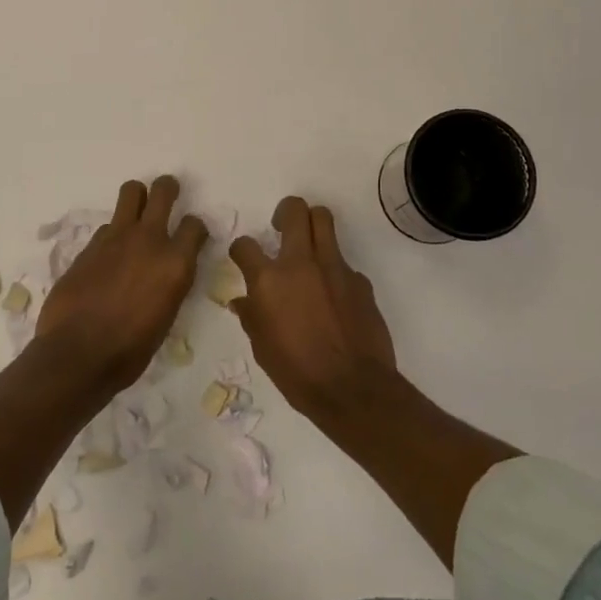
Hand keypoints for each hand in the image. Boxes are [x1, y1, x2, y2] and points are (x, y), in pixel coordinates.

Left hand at [36, 175, 207, 390]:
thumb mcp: (166, 316)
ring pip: (131, 192)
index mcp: (176, 263)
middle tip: (167, 195)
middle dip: (167, 188)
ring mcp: (116, 238)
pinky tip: (107, 256)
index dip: (194, 228)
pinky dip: (112, 235)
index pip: (195, 225)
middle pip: (163, 190)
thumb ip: (169, 283)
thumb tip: (163, 273)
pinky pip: (107, 226)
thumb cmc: (130, 350)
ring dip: (137, 198)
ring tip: (136, 212)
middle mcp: (149, 240)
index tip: (190, 236)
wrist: (78, 354)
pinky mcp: (90, 244)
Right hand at [229, 196, 396, 419]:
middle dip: (285, 212)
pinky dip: (334, 270)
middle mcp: (301, 263)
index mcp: (269, 280)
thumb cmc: (298, 373)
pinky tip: (334, 297)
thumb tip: (243, 301)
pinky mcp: (359, 280)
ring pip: (324, 220)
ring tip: (309, 247)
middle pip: (295, 210)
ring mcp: (334, 268)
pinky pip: (343, 262)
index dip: (241, 249)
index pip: (245, 245)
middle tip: (282, 229)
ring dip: (313, 226)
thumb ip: (252, 316)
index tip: (244, 258)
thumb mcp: (262, 348)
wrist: (353, 389)